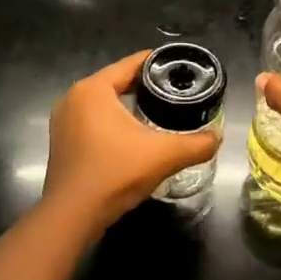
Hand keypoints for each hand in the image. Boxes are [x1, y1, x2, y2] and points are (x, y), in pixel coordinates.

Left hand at [43, 51, 222, 226]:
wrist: (72, 216)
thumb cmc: (114, 174)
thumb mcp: (163, 155)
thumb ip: (196, 144)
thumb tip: (217, 138)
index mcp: (93, 89)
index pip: (132, 64)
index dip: (159, 63)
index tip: (182, 69)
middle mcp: (74, 98)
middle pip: (118, 81)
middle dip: (147, 86)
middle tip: (176, 93)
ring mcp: (63, 120)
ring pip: (105, 102)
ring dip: (129, 105)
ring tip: (160, 112)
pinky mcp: (62, 141)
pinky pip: (94, 120)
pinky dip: (114, 122)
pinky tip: (134, 135)